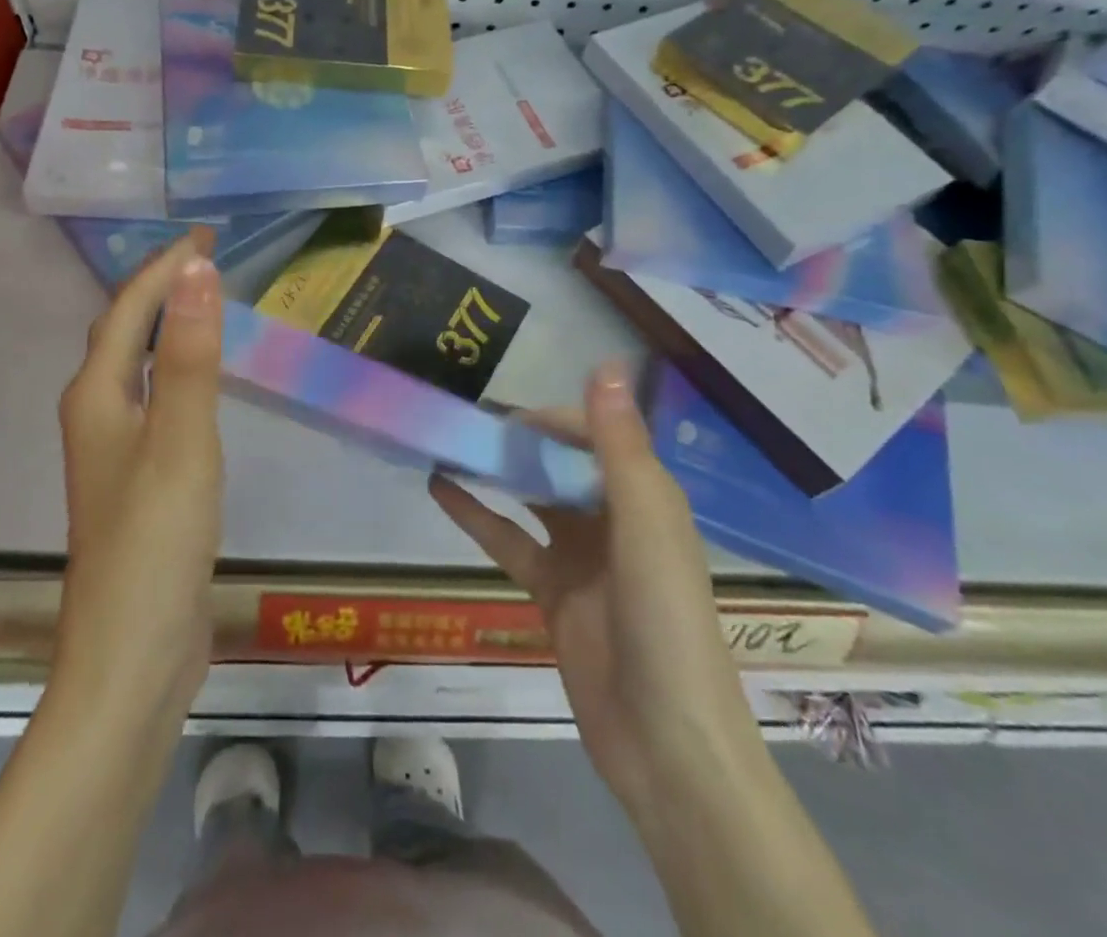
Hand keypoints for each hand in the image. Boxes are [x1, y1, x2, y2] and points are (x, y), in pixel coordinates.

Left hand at [54, 228, 223, 719]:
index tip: (206, 236)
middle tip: (206, 259)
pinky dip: (174, 371)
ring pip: (134, 369)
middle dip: (159, 288)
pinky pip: (153, 402)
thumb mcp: (181, 439)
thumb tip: (195, 270)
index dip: (164, 267)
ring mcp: (113, 453)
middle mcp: (96, 416)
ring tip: (201, 302)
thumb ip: (189, 355)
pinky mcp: (136, 482)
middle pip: (122, 334)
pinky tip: (196, 382)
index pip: (128, 310)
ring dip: (163, 327)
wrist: (133, 657)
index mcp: (97, 397)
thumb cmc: (155, 542)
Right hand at [431, 362, 757, 816]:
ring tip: (447, 443)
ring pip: (531, 498)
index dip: (551, 418)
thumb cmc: (663, 621)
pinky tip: (440, 490)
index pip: (594, 434)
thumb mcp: (644, 524)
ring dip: (496, 472)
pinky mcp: (553, 590)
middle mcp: (614, 517)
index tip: (502, 412)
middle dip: (518, 441)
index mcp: (645, 495)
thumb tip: (603, 363)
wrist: (666, 744)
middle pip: (561, 463)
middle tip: (463, 422)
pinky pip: (510, 540)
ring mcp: (581, 556)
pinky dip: (477, 514)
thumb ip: (618, 444)